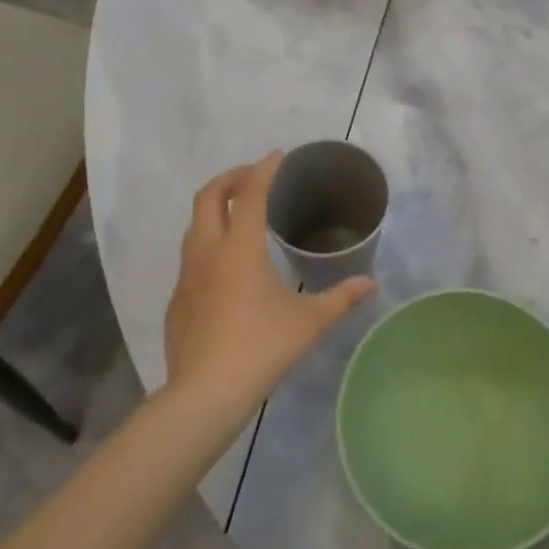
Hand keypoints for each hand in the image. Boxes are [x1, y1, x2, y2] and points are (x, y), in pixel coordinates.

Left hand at [164, 153, 375, 410]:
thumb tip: (371, 283)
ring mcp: (187, 276)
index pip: (249, 193)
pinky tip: (225, 266)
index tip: (277, 156)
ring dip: (214, 208)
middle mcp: (208, 252)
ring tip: (238, 213)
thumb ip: (341, 298)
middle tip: (253, 176)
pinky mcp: (178, 299)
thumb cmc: (262, 347)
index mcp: (240, 248)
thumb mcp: (310, 321)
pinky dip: (207, 242)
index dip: (264, 170)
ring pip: (193, 225)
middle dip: (230, 178)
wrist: (205, 393)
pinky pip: (190, 257)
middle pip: (208, 197)